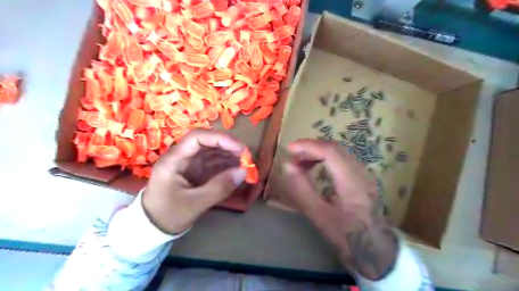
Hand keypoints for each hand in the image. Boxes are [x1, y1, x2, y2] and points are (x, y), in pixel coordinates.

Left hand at [141, 129, 246, 233]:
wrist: (152, 227)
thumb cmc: (168, 214)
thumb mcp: (195, 204)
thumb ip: (219, 187)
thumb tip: (244, 172)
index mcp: (174, 160)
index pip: (197, 137)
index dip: (220, 139)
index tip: (240, 149)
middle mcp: (182, 157)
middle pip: (208, 143)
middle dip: (229, 148)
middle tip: (247, 158)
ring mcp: (189, 164)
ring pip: (212, 152)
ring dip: (230, 156)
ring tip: (245, 165)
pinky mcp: (195, 172)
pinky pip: (213, 164)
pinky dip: (226, 166)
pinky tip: (237, 171)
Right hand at [283, 140, 397, 280]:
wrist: (372, 245)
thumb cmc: (344, 233)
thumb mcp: (318, 214)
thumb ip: (301, 189)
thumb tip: (287, 166)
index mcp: (352, 182)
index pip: (330, 152)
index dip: (309, 146)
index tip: (289, 149)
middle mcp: (361, 172)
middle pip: (334, 148)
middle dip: (311, 148)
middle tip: (293, 156)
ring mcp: (364, 172)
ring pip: (338, 151)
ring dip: (317, 152)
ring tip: (300, 162)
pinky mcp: (362, 175)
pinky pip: (341, 158)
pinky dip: (325, 158)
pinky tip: (314, 166)